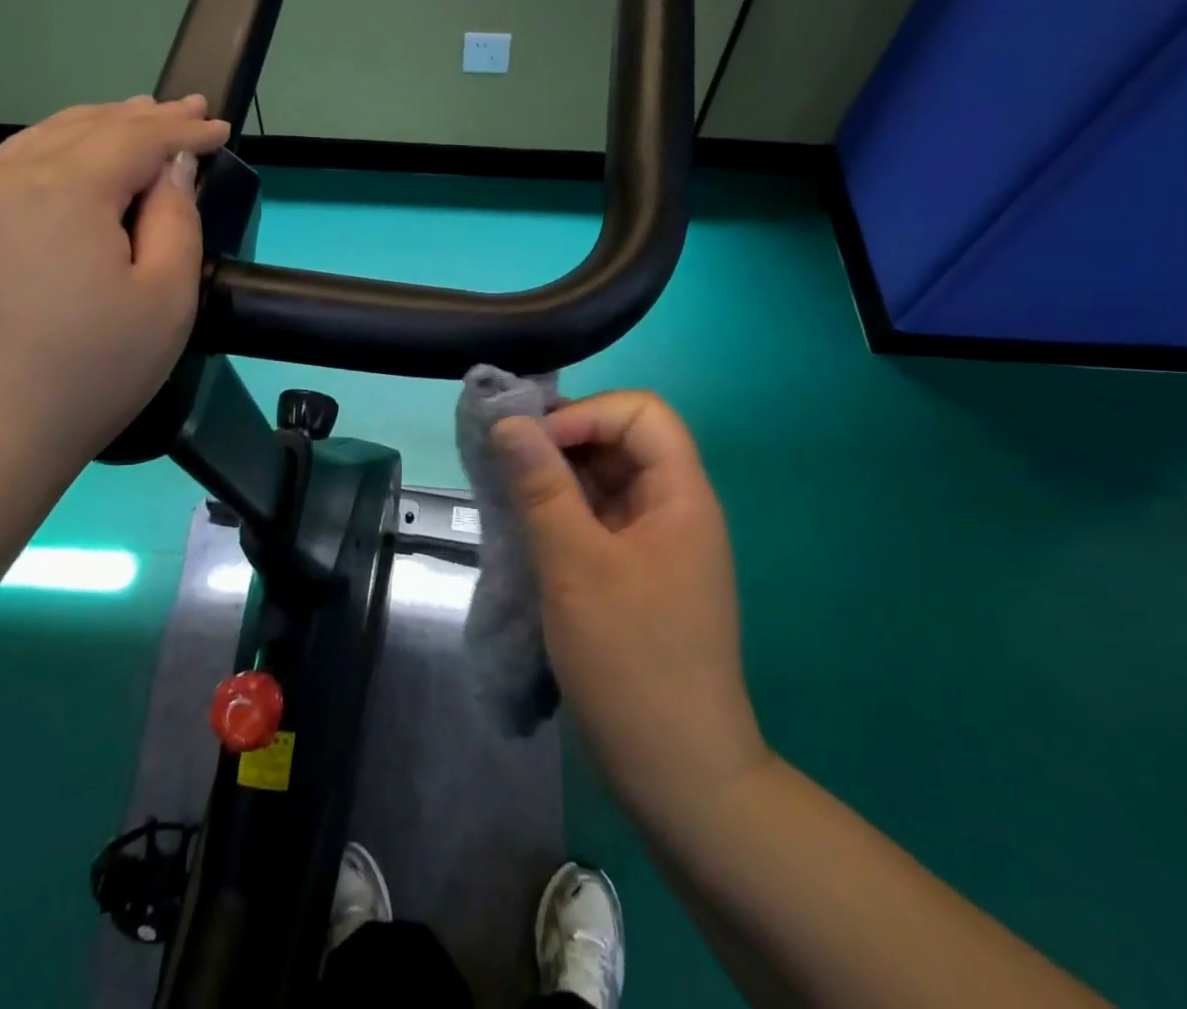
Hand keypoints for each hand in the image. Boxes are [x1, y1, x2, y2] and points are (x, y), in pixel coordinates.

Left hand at [0, 95, 229, 489]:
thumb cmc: (91, 370)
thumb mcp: (166, 297)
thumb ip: (176, 219)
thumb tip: (171, 168)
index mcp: (66, 188)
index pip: (137, 139)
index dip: (184, 130)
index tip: (221, 127)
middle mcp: (11, 177)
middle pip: (88, 127)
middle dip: (144, 116)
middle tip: (188, 109)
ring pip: (45, 138)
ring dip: (97, 123)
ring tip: (135, 115)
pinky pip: (16, 164)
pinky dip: (57, 147)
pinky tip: (73, 154)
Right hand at [492, 392, 768, 816]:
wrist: (677, 775)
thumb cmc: (632, 662)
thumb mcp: (577, 566)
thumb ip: (542, 487)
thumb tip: (509, 421)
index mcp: (680, 495)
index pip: (641, 412)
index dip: (586, 414)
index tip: (534, 445)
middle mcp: (673, 508)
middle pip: (621, 441)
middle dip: (562, 440)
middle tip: (505, 463)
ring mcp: (654, 542)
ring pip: (603, 480)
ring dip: (555, 477)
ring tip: (506, 492)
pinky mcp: (633, 572)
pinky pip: (596, 518)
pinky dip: (559, 511)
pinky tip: (523, 526)